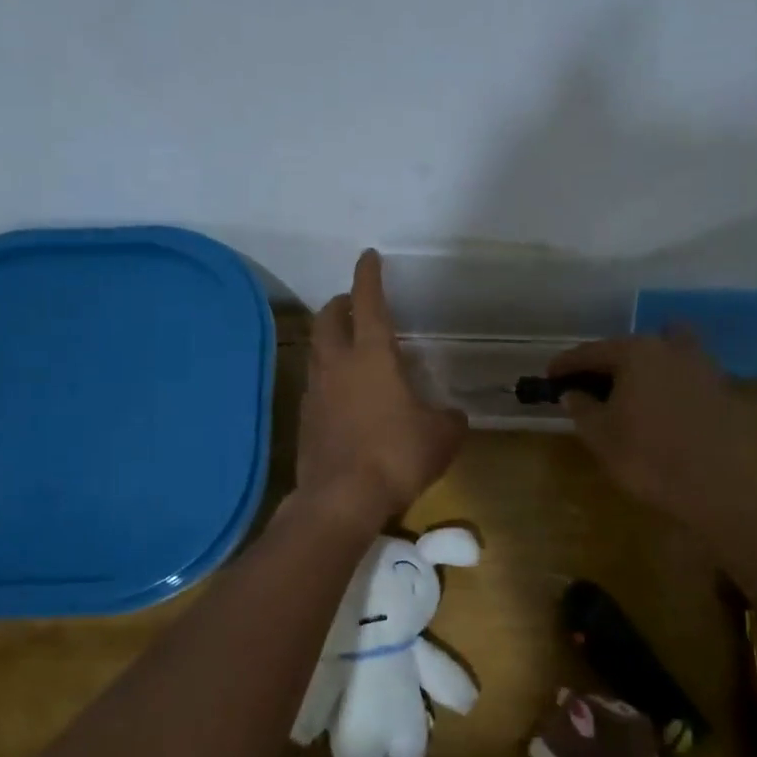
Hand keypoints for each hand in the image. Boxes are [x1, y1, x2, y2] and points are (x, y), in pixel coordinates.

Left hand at [298, 250, 467, 523]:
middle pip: (327, 319)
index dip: (369, 276)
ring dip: (330, 340)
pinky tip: (344, 395)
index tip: (368, 256)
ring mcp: (315, 392)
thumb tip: (451, 415)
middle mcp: (337, 365)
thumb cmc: (396, 455)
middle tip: (354, 304)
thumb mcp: (441, 436)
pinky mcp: (305, 419)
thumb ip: (448, 418)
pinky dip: (328, 377)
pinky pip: (315, 384)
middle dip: (339, 304)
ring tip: (349, 347)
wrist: (341, 499)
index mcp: (372, 356)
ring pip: (317, 350)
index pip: (369, 303)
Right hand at [548, 332, 752, 525]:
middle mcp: (670, 348)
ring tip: (630, 390)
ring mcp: (701, 366)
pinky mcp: (721, 389)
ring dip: (645, 364)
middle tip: (589, 385)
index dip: (567, 364)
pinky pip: (685, 374)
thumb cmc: (647, 458)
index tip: (551, 376)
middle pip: (630, 347)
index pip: (592, 352)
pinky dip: (669, 381)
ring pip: (665, 351)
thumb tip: (572, 393)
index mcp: (636, 353)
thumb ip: (582, 407)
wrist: (714, 489)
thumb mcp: (600, 435)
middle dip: (607, 362)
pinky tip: (660, 406)